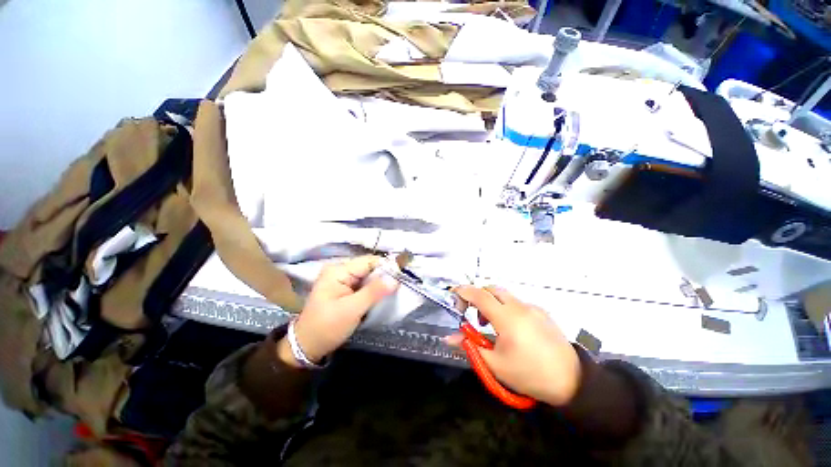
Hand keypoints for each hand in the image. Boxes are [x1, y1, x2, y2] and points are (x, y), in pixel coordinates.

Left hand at [277, 256, 397, 366]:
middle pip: (369, 267)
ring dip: (380, 283)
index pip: (369, 261)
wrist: (307, 346)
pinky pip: (364, 283)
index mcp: (338, 270)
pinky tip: (382, 295)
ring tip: (393, 291)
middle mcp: (340, 270)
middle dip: (384, 276)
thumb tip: (396, 278)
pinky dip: (374, 289)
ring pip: (368, 275)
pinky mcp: (345, 288)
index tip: (402, 277)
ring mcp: (342, 279)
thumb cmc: (327, 327)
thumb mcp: (352, 310)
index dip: (386, 267)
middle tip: (399, 286)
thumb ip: (374, 292)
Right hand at [447, 286, 580, 405]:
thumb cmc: (529, 374)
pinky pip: (518, 303)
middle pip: (491, 289)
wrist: (572, 382)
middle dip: (477, 296)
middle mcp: (519, 306)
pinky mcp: (542, 312)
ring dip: (492, 303)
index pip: (479, 295)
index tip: (452, 295)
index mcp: (507, 318)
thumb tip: (448, 337)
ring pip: (505, 295)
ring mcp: (533, 308)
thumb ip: (470, 347)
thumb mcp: (495, 364)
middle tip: (472, 315)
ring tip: (491, 325)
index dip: (462, 291)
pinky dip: (506, 308)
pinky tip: (512, 329)